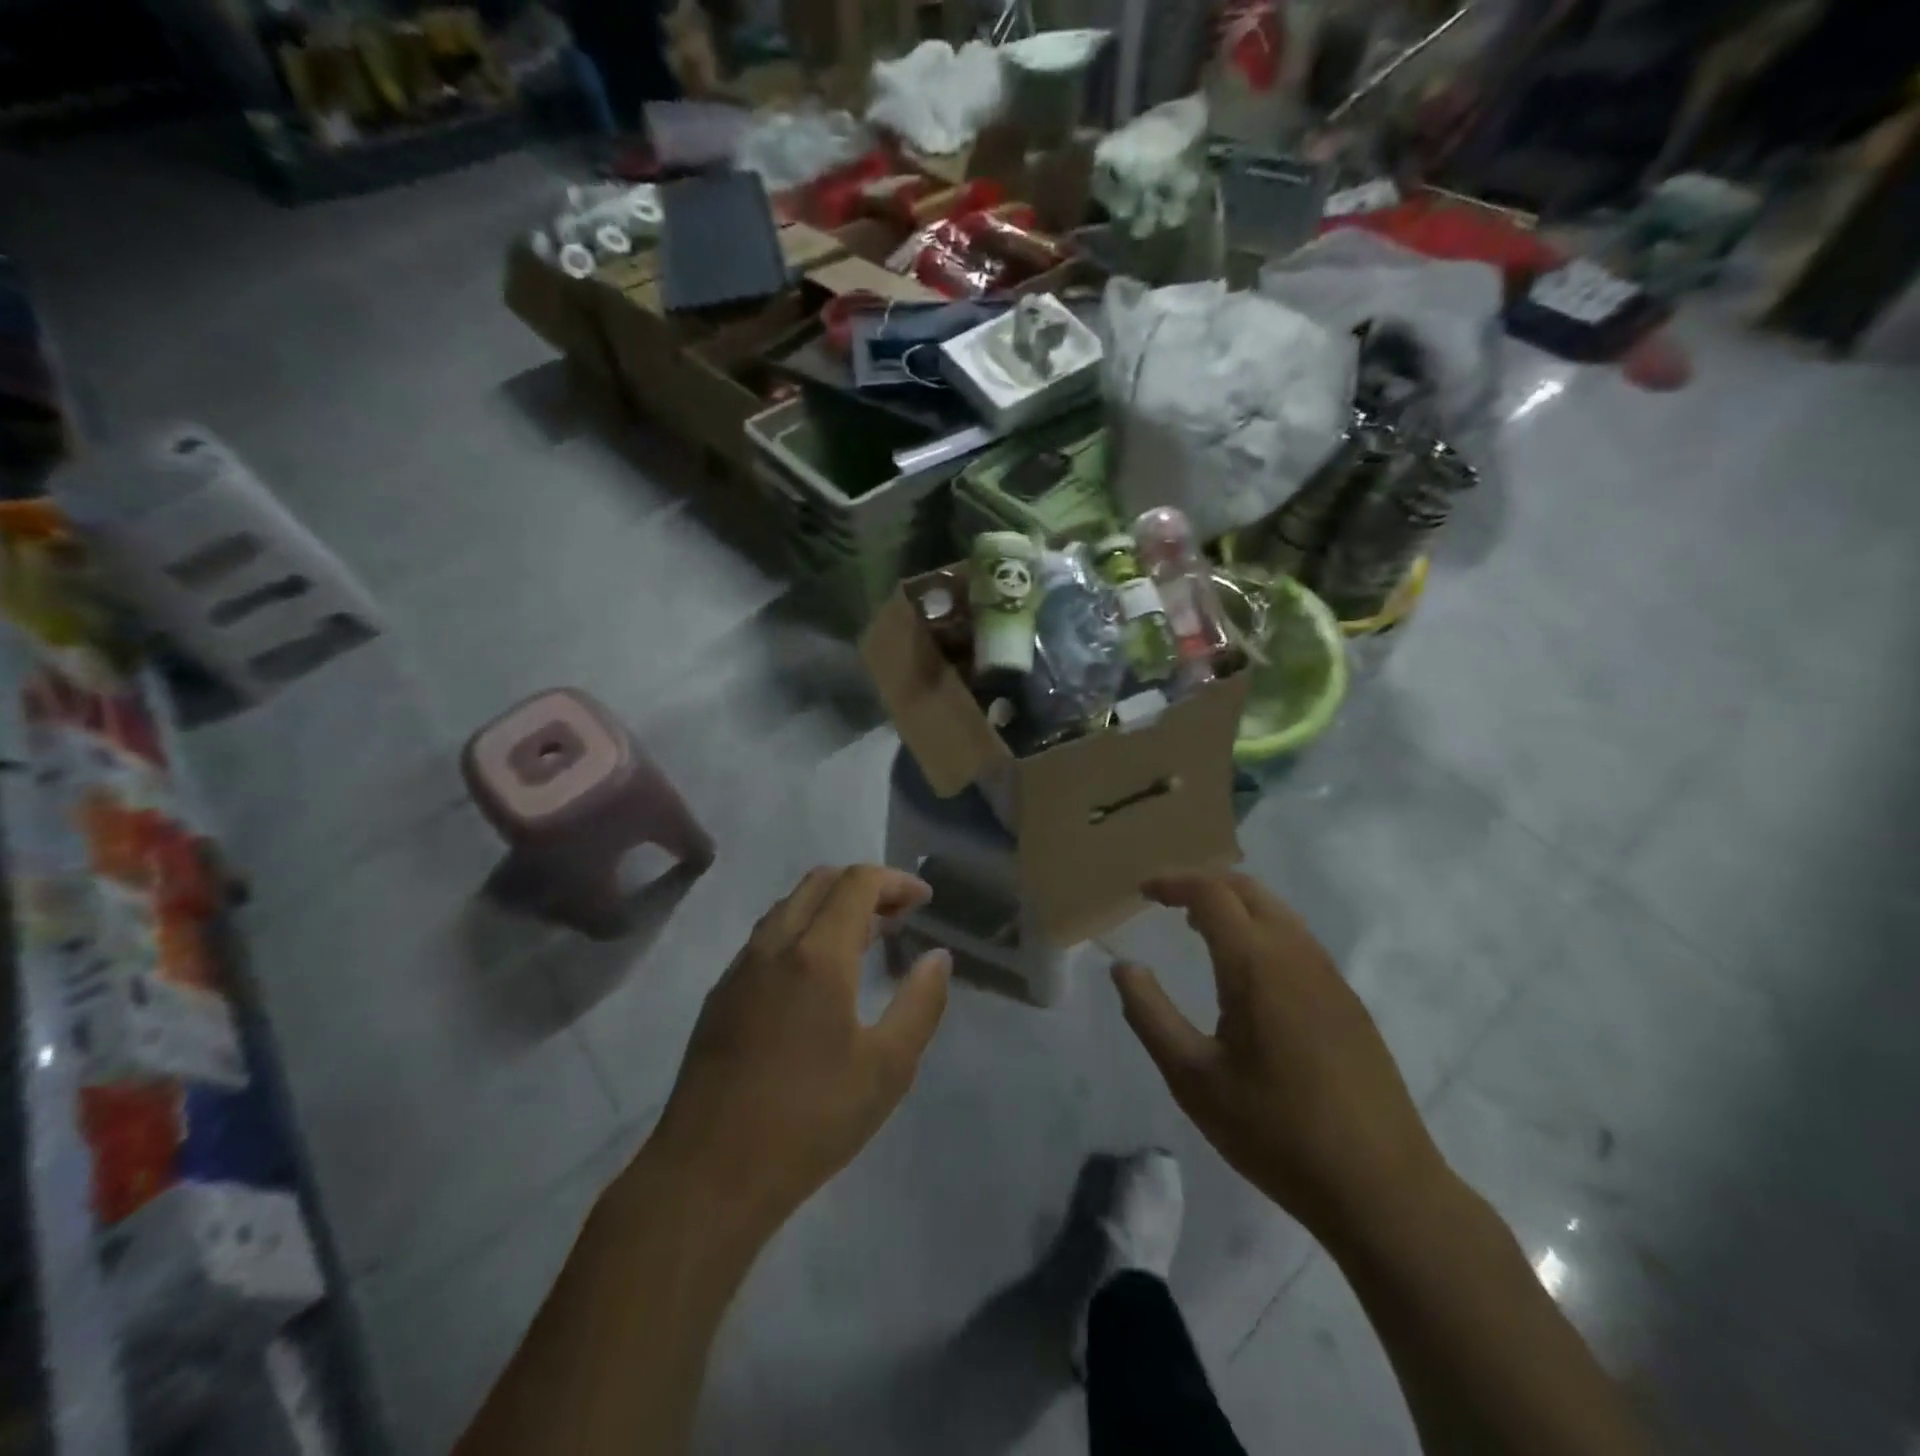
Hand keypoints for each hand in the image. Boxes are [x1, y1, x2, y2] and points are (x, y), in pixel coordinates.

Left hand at [646, 866, 951, 1243]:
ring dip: (831, 904)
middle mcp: (774, 945)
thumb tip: (939, 956)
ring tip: (864, 938)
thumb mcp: (887, 1068)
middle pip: (820, 881)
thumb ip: (920, 1003)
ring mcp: (740, 968)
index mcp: (817, 955)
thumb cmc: (810, 1121)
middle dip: (864, 885)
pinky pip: (767, 935)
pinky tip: (817, 973)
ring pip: (789, 905)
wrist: (708, 1175)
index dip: (895, 881)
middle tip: (898, 916)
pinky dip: (802, 928)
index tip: (923, 901)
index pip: (857, 883)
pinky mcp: (720, 995)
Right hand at [1112, 871, 1450, 1242]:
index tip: (1142, 891)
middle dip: (1203, 883)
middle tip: (1167, 901)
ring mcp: (1330, 977)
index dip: (1173, 882)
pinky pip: (1298, 939)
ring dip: (1235, 904)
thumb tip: (1123, 967)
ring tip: (1198, 928)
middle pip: (1248, 889)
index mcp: (1256, 964)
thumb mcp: (1193, 1079)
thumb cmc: (1275, 1132)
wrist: (1382, 1189)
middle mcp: (1297, 955)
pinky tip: (1249, 970)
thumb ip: (1150, 1015)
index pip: (1211, 893)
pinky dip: (1262, 928)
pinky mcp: (1349, 1002)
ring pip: (1278, 911)